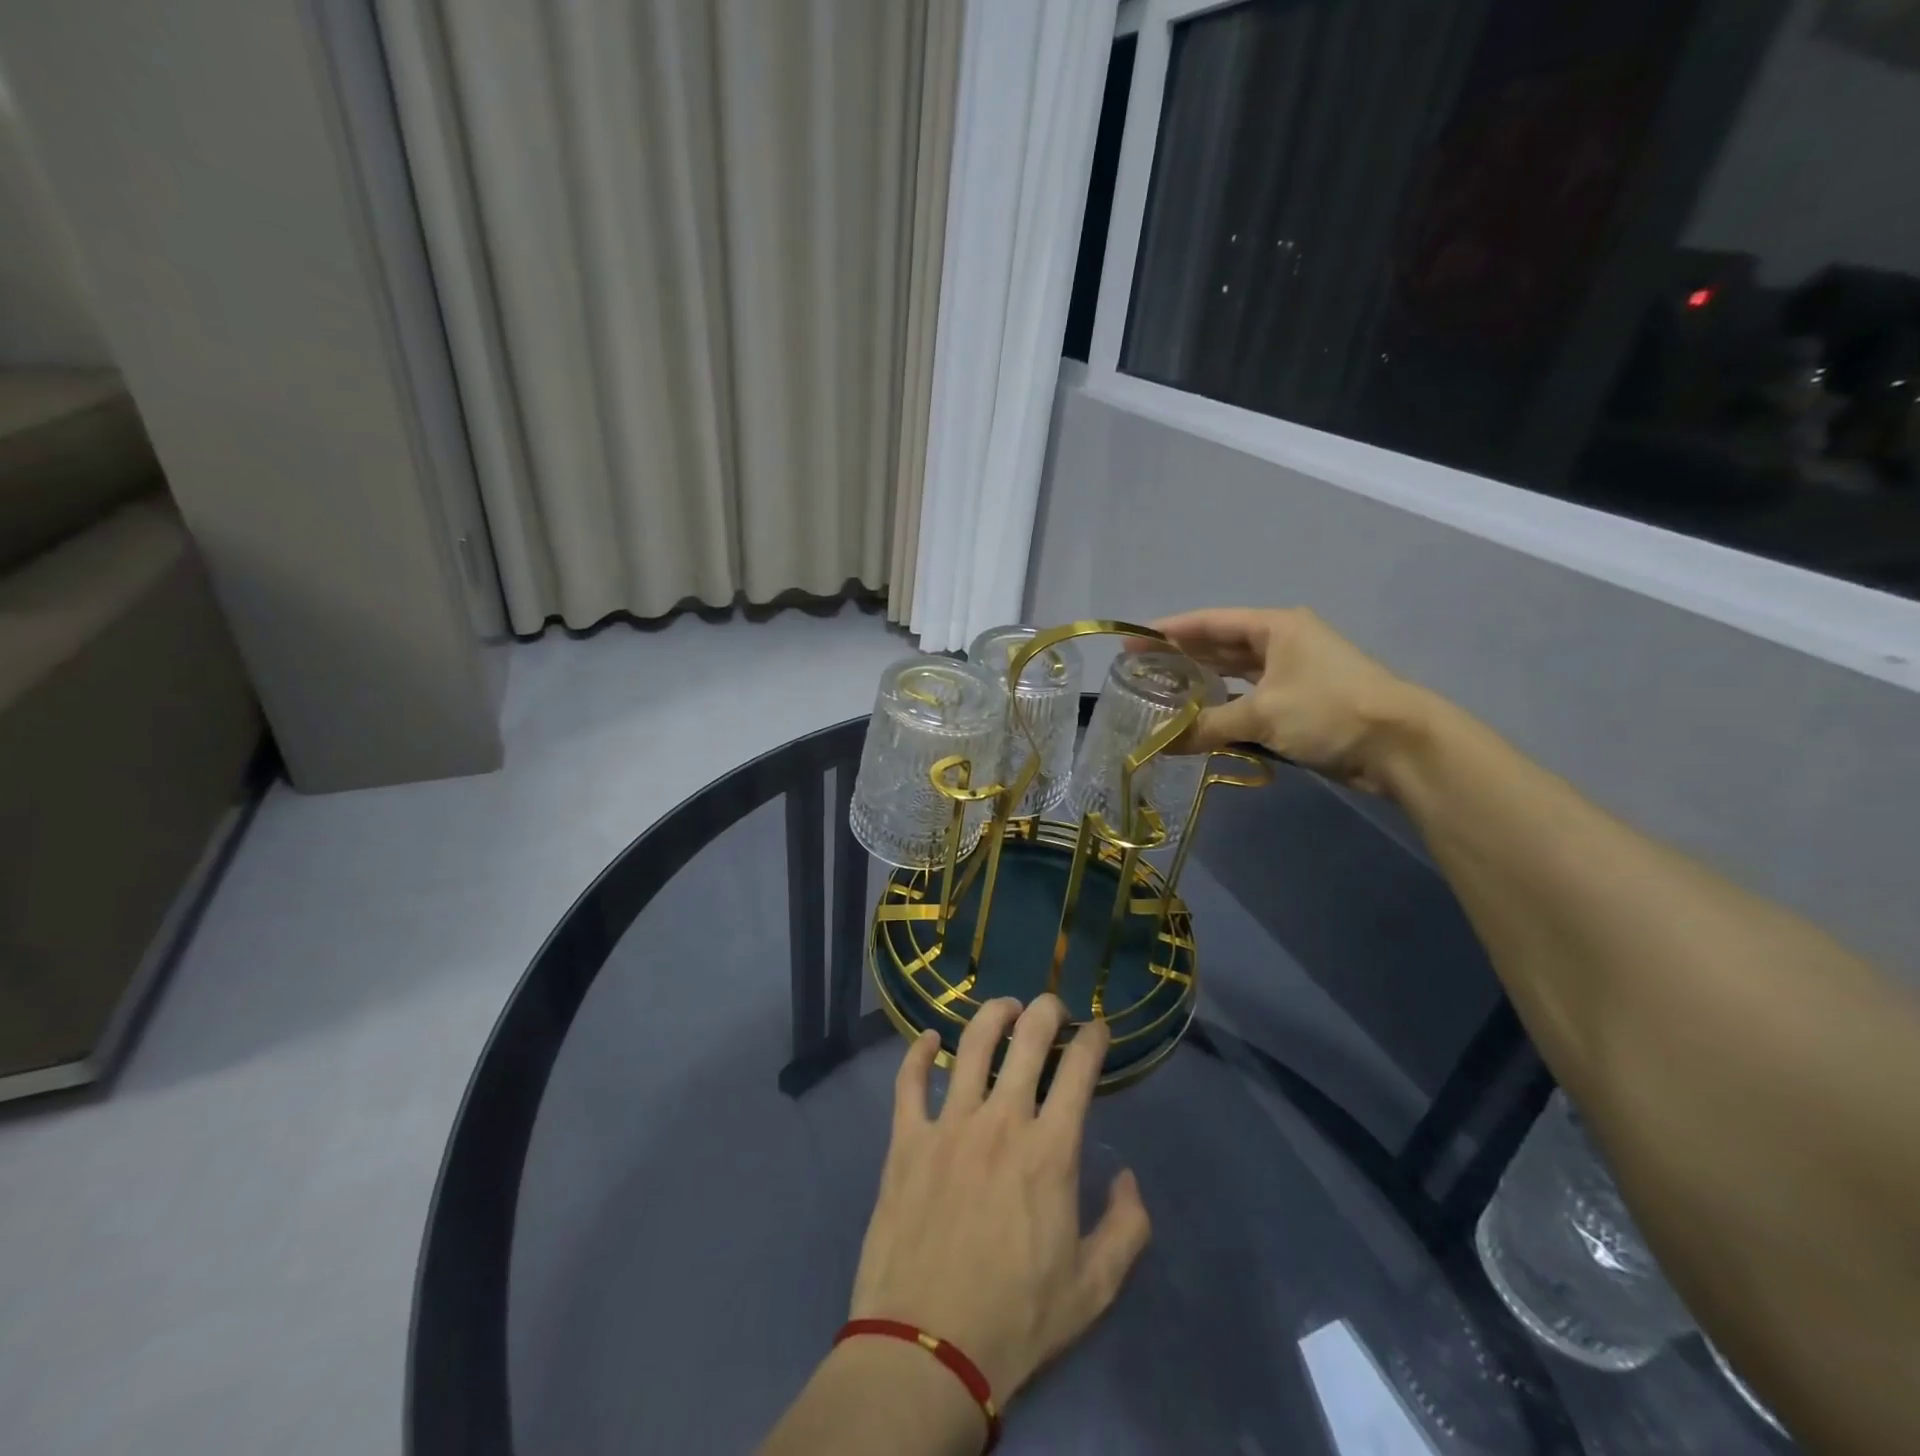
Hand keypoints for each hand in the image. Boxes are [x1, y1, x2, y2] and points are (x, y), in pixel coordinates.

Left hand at [848, 997, 1151, 1406]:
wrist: (927, 1349)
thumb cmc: (1016, 1318)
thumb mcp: (1093, 1288)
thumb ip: (1126, 1228)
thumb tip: (1126, 1178)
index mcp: (1049, 1150)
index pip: (1078, 1070)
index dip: (1093, 1040)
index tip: (1098, 1029)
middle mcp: (1001, 1121)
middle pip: (1027, 1040)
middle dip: (1046, 1011)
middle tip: (1053, 1007)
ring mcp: (949, 1125)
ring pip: (971, 1045)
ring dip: (991, 1015)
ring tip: (1004, 1008)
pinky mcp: (907, 1140)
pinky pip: (910, 1081)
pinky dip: (918, 1053)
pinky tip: (927, 1040)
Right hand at [1152, 606, 1422, 792]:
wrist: (1399, 744)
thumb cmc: (1328, 710)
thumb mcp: (1262, 714)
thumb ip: (1207, 726)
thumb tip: (1161, 744)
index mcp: (1274, 627)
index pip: (1210, 622)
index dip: (1168, 631)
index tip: (1132, 642)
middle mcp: (1282, 643)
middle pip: (1220, 645)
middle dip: (1181, 656)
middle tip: (1140, 670)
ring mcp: (1293, 673)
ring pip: (1235, 674)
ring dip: (1202, 683)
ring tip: (1162, 692)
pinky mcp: (1300, 703)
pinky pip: (1250, 699)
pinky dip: (1225, 707)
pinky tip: (1200, 717)